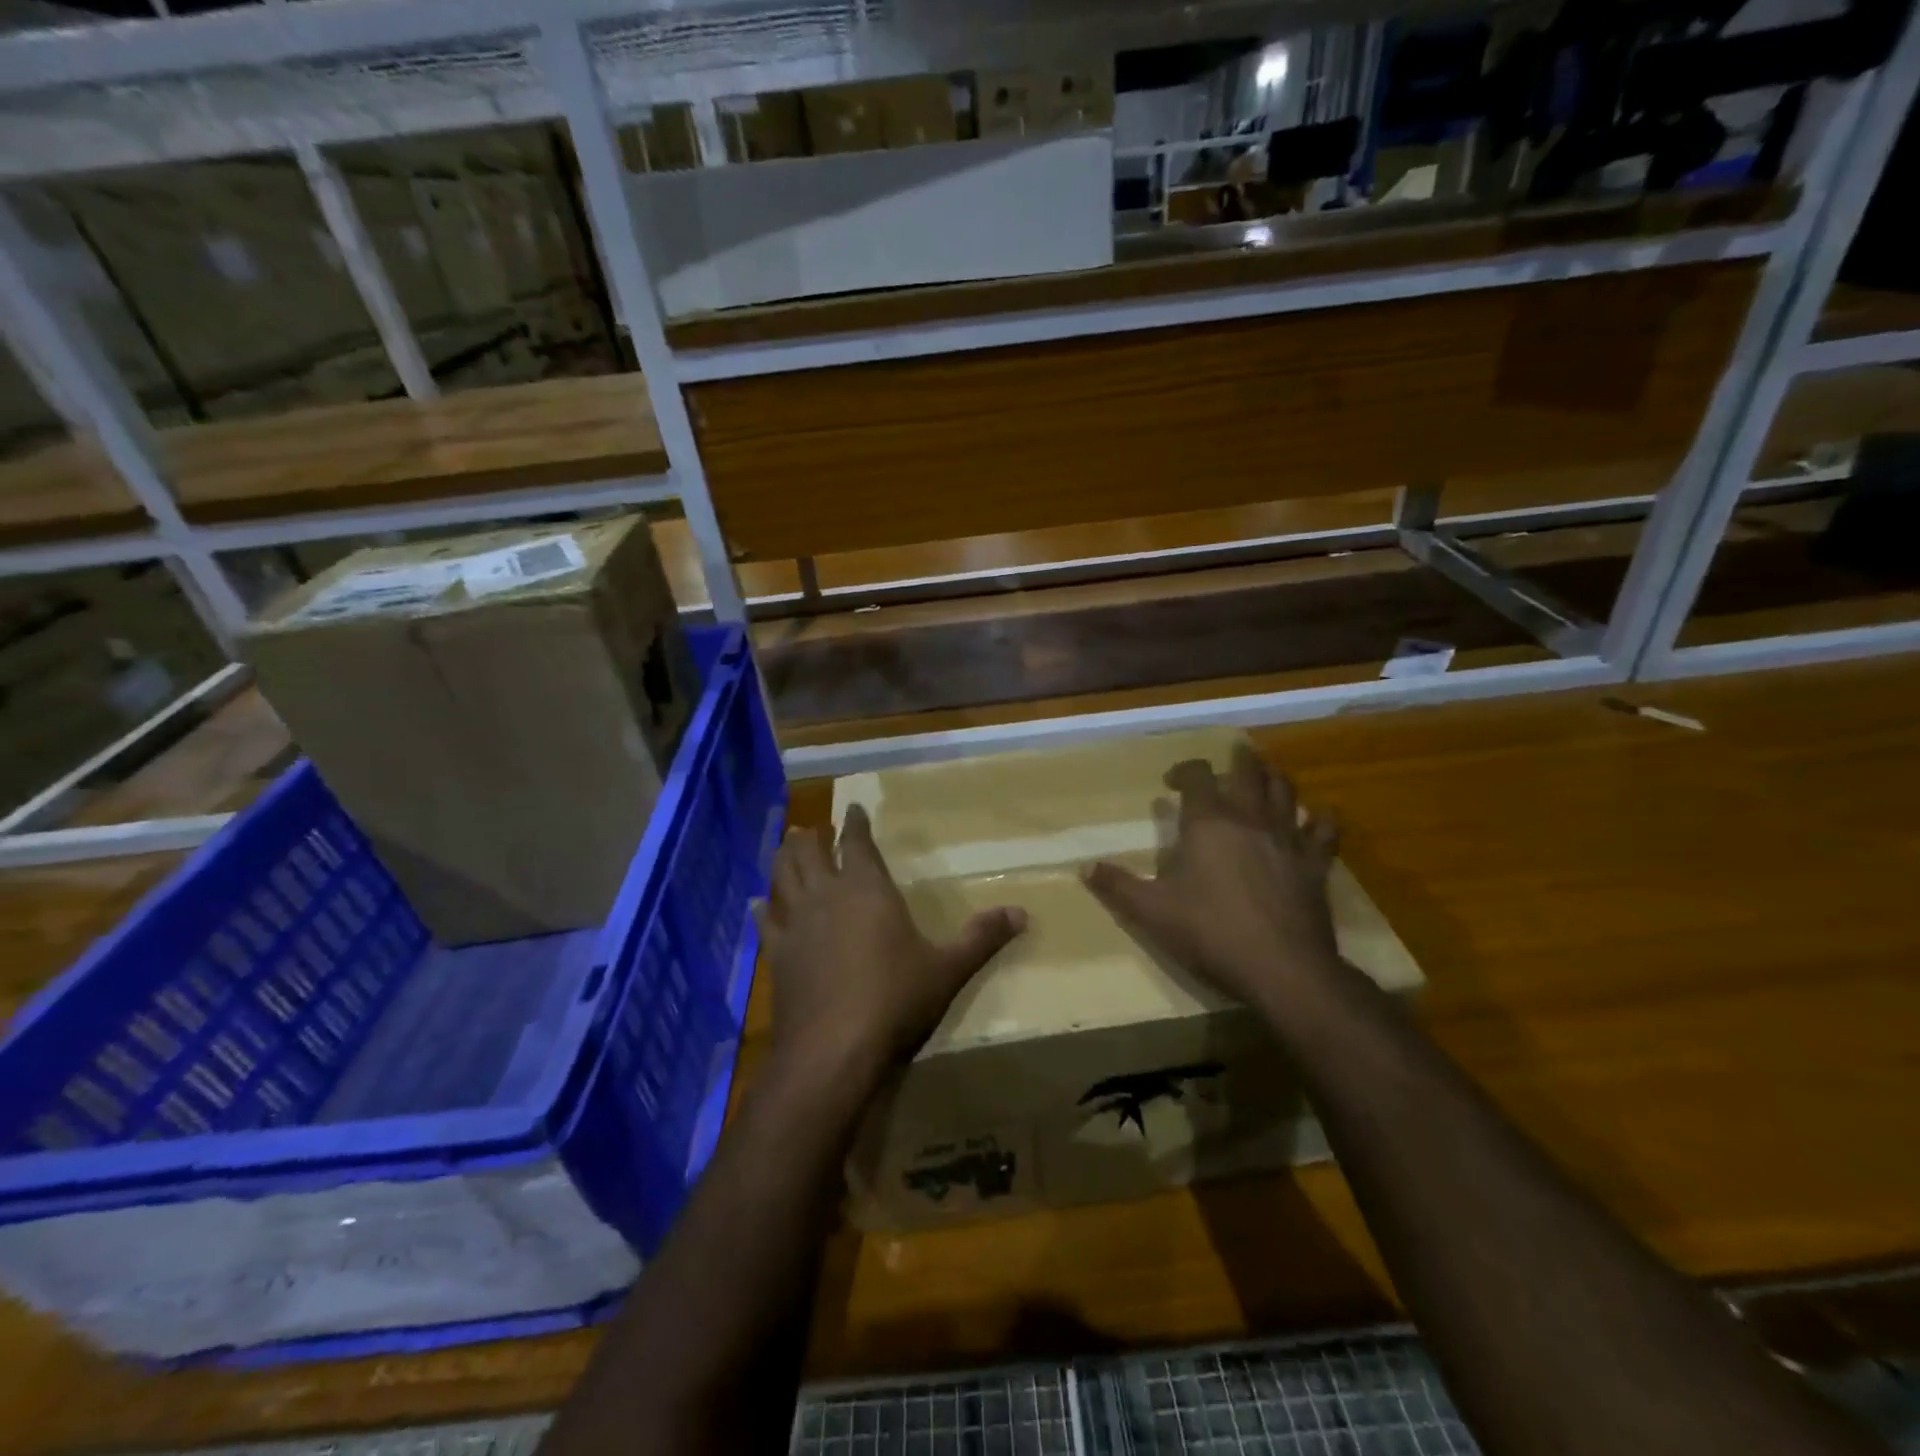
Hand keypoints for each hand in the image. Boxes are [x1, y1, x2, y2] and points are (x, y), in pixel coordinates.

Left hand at [760, 806, 1025, 1085]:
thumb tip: (1023, 913)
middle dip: (812, 836)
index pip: (857, 842)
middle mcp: (826, 895)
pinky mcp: (776, 955)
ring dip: (784, 859)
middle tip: (813, 828)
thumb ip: (982, 938)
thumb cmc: (895, 999)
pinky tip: (759, 904)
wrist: (833, 1050)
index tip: (853, 808)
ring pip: (782, 877)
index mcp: (867, 889)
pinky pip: (765, 921)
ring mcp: (795, 924)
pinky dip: (763, 907)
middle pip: (809, 852)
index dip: (855, 822)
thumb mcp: (948, 969)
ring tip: (786, 848)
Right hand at [1084, 744, 1343, 1013]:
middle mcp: (1249, 819)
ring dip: (1274, 776)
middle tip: (1232, 755)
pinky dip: (1321, 818)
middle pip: (1248, 772)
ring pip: (1286, 791)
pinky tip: (1318, 816)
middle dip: (1238, 760)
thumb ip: (1118, 885)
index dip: (1184, 771)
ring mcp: (1287, 838)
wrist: (1281, 968)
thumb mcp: (1151, 911)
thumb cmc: (1210, 932)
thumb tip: (1085, 867)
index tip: (1171, 783)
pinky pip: (1324, 830)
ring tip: (1266, 772)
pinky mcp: (1316, 864)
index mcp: (1208, 823)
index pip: (1197, 776)